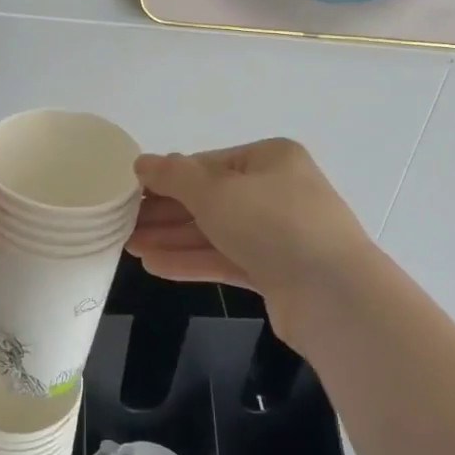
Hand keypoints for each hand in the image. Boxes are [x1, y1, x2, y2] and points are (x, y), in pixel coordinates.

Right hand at [127, 139, 377, 342]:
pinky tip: (154, 266)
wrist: (333, 295)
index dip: (167, 177)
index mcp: (270, 159)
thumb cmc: (273, 224)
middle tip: (121, 223)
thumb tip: (142, 162)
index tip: (129, 191)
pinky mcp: (275, 272)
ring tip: (128, 246)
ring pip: (215, 232)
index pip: (207, 164)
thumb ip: (174, 176)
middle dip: (165, 212)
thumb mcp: (216, 191)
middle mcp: (276, 192)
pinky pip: (226, 260)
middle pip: (210, 199)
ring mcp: (278, 234)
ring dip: (172, 238)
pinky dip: (192, 261)